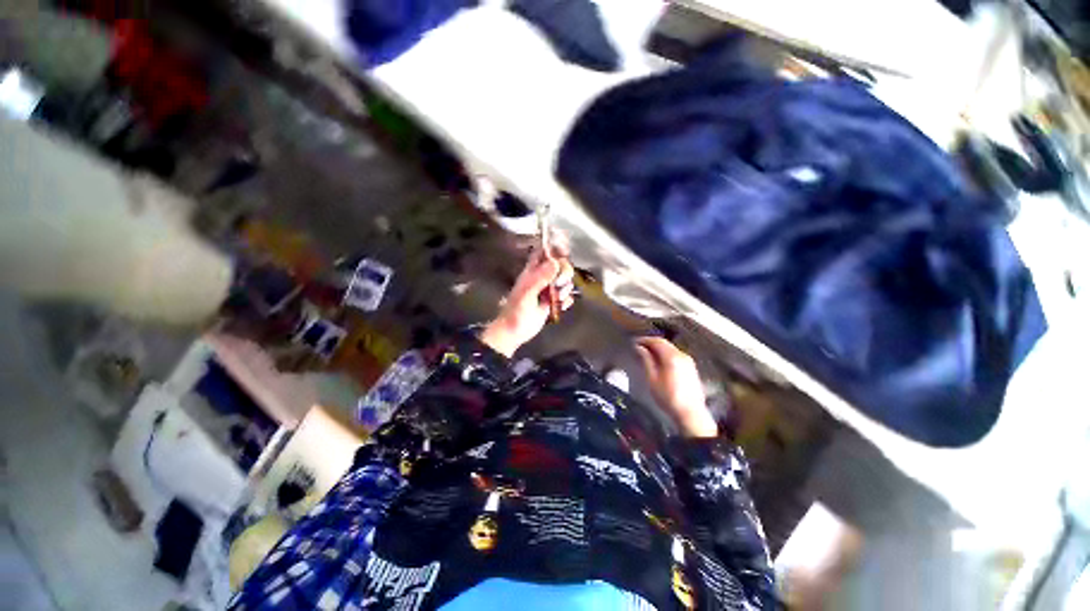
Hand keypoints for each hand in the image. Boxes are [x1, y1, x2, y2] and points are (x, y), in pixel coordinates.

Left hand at [480, 249, 574, 356]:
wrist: (515, 331)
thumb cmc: (516, 311)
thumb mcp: (527, 292)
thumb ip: (540, 277)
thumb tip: (555, 262)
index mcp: (532, 271)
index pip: (544, 252)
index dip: (554, 249)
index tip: (564, 252)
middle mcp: (542, 278)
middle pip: (560, 265)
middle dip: (564, 273)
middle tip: (559, 283)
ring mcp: (549, 290)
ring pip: (565, 281)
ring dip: (565, 289)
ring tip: (557, 299)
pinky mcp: (554, 302)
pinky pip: (567, 296)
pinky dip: (566, 301)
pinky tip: (560, 306)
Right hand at [634, 337, 717, 437]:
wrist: (690, 413)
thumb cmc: (669, 397)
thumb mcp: (652, 378)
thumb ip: (646, 360)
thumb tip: (639, 348)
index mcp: (672, 357)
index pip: (657, 341)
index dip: (645, 340)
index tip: (635, 342)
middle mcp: (682, 355)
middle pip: (665, 343)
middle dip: (651, 343)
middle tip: (639, 346)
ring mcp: (688, 361)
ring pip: (671, 348)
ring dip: (659, 348)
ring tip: (647, 353)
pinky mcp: (691, 368)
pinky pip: (676, 354)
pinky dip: (666, 354)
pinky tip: (659, 361)